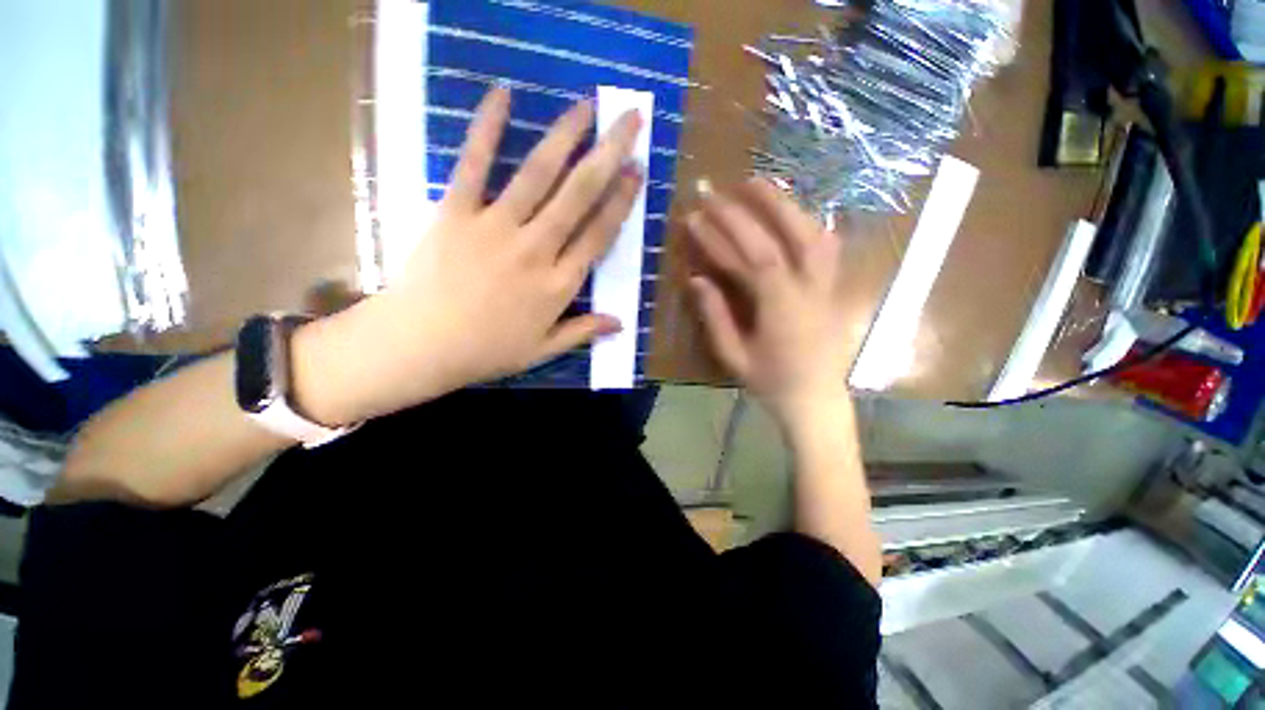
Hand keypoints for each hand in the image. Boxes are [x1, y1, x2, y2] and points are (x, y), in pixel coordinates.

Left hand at [296, 87, 643, 423]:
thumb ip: (583, 331)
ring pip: (538, 175)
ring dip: (565, 136)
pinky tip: (503, 95)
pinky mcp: (456, 213)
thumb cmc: (486, 351)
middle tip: (629, 121)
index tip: (638, 170)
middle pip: (579, 196)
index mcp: (558, 285)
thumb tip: (621, 323)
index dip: (621, 200)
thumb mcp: (543, 350)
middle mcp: (536, 250)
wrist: (420, 346)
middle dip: (608, 154)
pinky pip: (474, 165)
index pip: (599, 234)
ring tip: (587, 105)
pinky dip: (487, 129)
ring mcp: (496, 227)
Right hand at [686, 179, 850, 426]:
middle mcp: (810, 290)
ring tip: (757, 184)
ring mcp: (828, 285)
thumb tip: (696, 279)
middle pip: (782, 237)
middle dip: (747, 209)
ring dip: (784, 205)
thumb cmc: (771, 383)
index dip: (722, 236)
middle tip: (719, 189)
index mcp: (782, 309)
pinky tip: (791, 213)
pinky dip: (807, 222)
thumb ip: (715, 316)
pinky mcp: (835, 287)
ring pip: (812, 233)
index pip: (751, 259)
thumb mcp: (734, 356)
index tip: (696, 218)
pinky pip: (826, 245)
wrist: (816, 400)